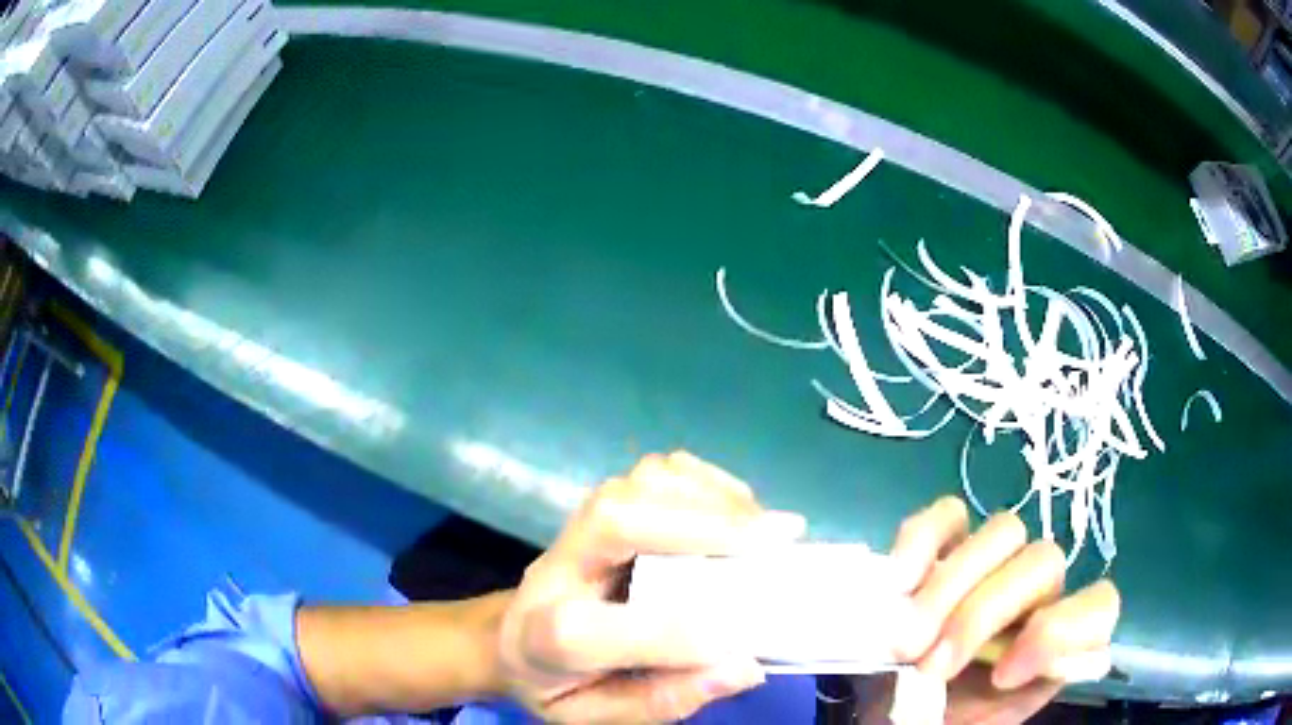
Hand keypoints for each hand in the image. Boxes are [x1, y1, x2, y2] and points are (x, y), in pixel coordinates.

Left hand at [496, 451, 806, 723]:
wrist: (512, 639)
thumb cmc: (557, 683)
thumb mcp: (595, 716)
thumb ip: (662, 699)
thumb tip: (743, 666)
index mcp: (538, 639)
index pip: (584, 631)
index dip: (663, 635)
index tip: (737, 642)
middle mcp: (554, 570)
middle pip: (613, 522)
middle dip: (703, 528)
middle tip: (780, 538)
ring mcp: (576, 530)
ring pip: (638, 484)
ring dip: (712, 499)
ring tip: (766, 527)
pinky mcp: (602, 507)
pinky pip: (654, 474)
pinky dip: (704, 483)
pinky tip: (738, 510)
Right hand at [886, 497, 1120, 723]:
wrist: (891, 708)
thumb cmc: (938, 722)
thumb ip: (999, 705)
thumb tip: (995, 671)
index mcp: (1054, 643)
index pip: (1098, 606)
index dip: (1059, 633)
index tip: (1002, 676)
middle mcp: (1034, 595)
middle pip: (1044, 561)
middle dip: (981, 615)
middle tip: (927, 666)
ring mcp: (991, 562)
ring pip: (1003, 531)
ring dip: (949, 586)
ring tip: (902, 640)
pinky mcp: (944, 545)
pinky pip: (948, 516)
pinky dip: (922, 541)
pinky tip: (898, 583)